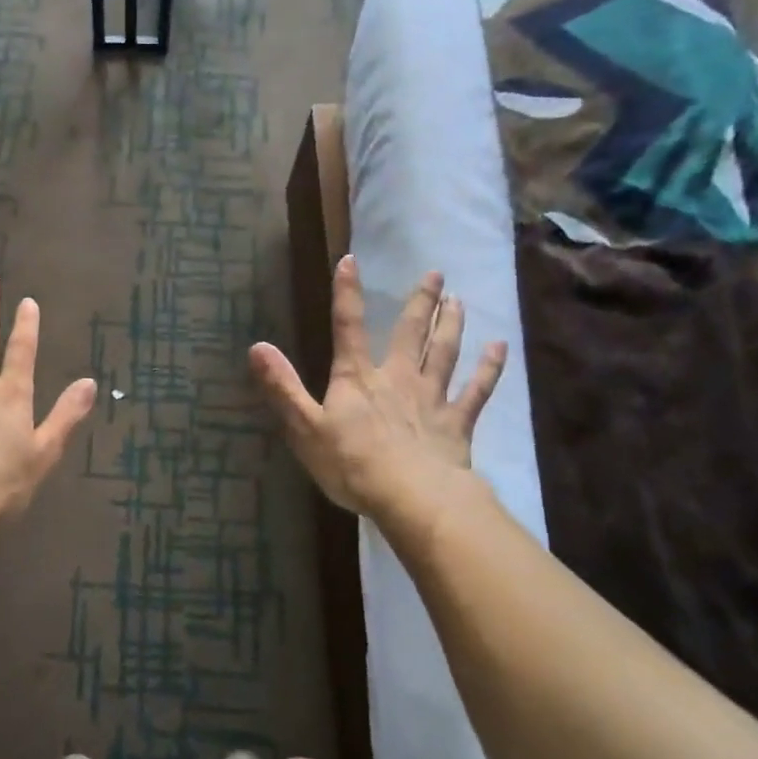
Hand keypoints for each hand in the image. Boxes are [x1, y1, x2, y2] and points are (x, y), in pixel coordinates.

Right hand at [250, 257, 505, 534]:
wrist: (412, 498)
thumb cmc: (352, 464)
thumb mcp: (304, 428)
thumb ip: (283, 387)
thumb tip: (257, 347)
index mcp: (357, 378)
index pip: (349, 327)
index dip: (347, 293)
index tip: (350, 260)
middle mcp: (398, 378)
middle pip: (411, 333)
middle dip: (421, 302)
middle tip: (435, 273)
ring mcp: (431, 399)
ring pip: (445, 353)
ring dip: (452, 325)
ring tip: (459, 300)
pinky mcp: (456, 423)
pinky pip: (477, 391)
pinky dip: (489, 369)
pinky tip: (500, 349)